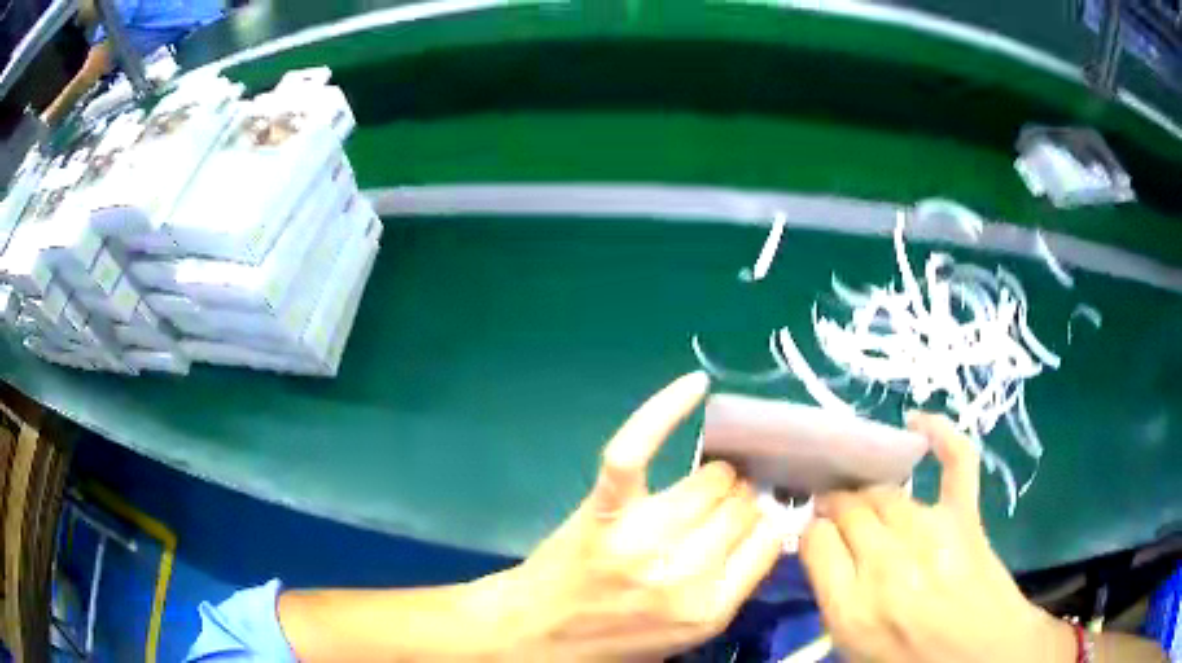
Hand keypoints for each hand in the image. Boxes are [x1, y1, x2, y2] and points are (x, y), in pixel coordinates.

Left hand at [506, 372, 787, 660]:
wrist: (537, 633)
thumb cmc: (615, 637)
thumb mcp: (688, 633)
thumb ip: (734, 585)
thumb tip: (767, 523)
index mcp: (709, 609)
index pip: (769, 539)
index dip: (763, 523)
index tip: (752, 520)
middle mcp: (682, 573)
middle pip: (742, 505)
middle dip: (738, 502)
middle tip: (717, 510)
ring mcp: (641, 538)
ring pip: (712, 479)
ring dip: (715, 477)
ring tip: (701, 487)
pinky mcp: (605, 508)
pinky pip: (638, 449)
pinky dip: (665, 411)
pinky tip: (696, 386)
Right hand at [799, 413, 1075, 662]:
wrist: (981, 658)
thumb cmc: (910, 660)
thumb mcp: (852, 648)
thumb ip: (833, 598)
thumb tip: (823, 550)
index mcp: (851, 606)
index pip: (815, 540)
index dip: (813, 532)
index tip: (818, 537)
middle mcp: (886, 563)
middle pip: (848, 509)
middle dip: (836, 507)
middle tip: (837, 513)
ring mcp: (931, 533)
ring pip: (885, 492)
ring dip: (869, 493)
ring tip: (866, 499)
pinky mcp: (966, 517)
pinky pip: (955, 462)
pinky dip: (941, 435)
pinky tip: (918, 422)